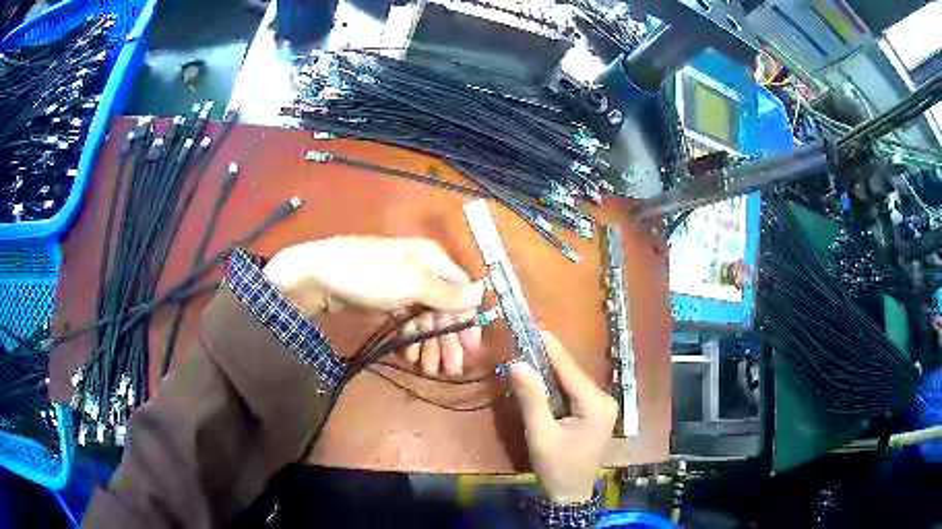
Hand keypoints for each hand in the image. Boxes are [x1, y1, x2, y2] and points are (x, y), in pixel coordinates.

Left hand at [263, 236, 484, 374]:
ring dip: (429, 343)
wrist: (318, 276)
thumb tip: (482, 292)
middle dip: (447, 339)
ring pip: (424, 317)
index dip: (468, 320)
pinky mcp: (384, 299)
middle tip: (450, 370)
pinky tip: (410, 355)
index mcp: (431, 259)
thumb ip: (447, 292)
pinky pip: (405, 320)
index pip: (461, 291)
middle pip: (443, 307)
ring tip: (429, 370)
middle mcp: (420, 270)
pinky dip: (410, 338)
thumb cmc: (368, 276)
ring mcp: (401, 286)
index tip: (471, 348)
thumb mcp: (412, 283)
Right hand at [509, 332, 616, 503]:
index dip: (551, 349)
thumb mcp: (541, 434)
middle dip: (549, 359)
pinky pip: (573, 394)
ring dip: (551, 372)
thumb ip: (531, 399)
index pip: (570, 370)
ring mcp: (602, 408)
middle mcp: (604, 400)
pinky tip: (541, 378)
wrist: (569, 495)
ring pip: (572, 383)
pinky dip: (556, 386)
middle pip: (572, 374)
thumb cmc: (556, 467)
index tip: (536, 328)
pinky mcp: (595, 414)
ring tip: (530, 353)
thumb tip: (518, 363)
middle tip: (526, 340)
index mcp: (596, 404)